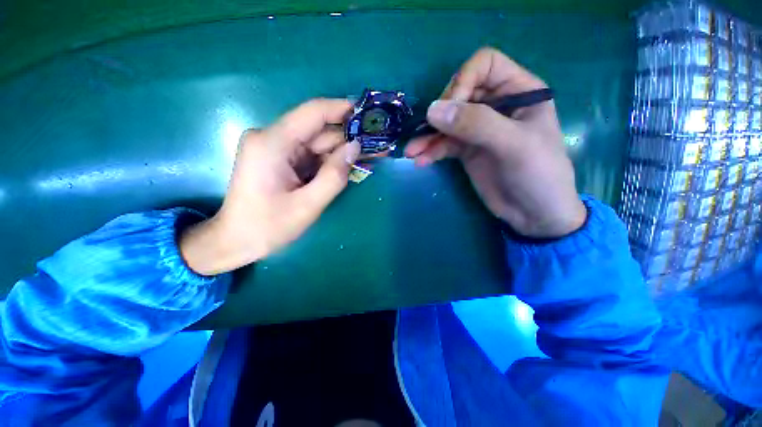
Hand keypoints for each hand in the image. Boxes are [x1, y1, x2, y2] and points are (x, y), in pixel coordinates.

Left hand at [181, 99, 360, 275]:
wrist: (236, 241)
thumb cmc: (268, 227)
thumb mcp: (308, 205)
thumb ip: (334, 175)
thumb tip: (355, 147)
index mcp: (273, 143)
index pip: (313, 113)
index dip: (342, 109)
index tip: (368, 113)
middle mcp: (271, 138)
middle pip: (317, 131)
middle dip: (347, 138)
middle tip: (376, 145)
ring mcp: (274, 148)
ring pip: (316, 144)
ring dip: (340, 152)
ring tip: (368, 157)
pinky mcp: (279, 159)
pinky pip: (310, 155)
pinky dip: (329, 162)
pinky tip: (347, 168)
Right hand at [405, 47, 585, 237]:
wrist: (534, 213)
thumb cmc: (538, 174)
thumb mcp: (513, 145)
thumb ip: (475, 124)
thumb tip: (432, 110)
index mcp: (519, 91)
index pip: (485, 65)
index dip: (464, 80)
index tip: (451, 108)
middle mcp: (496, 106)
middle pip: (459, 93)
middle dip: (440, 113)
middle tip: (428, 132)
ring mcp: (479, 129)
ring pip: (446, 123)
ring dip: (427, 137)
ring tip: (411, 152)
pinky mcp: (467, 150)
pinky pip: (444, 144)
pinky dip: (431, 151)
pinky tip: (420, 161)